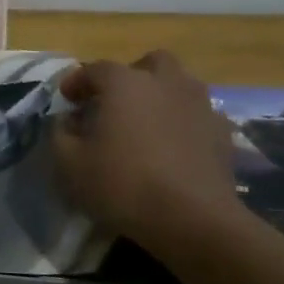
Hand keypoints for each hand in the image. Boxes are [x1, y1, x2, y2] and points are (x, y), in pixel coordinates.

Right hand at [51, 51, 239, 255]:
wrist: (193, 220)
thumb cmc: (122, 184)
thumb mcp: (69, 162)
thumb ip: (60, 133)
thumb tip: (67, 120)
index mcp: (125, 84)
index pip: (95, 69)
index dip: (77, 82)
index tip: (67, 100)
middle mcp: (165, 84)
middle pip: (151, 63)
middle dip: (132, 75)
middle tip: (115, 101)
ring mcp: (200, 107)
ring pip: (181, 85)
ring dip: (161, 96)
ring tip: (145, 123)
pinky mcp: (223, 134)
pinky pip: (199, 114)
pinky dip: (184, 121)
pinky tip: (173, 145)